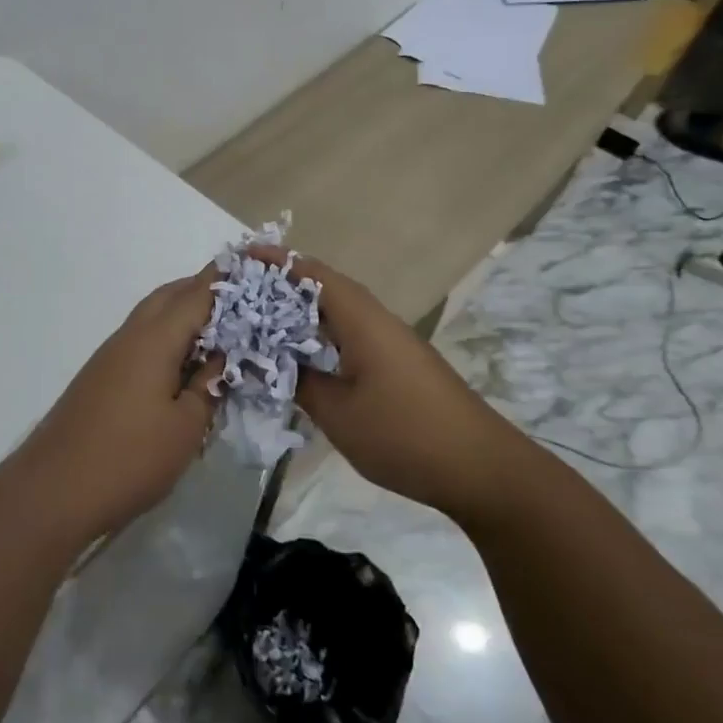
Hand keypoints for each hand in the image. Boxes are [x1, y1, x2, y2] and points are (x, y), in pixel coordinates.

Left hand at [13, 266, 223, 544]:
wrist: (52, 491)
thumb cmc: (128, 459)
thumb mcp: (185, 428)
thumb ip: (208, 386)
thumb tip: (221, 360)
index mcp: (155, 339)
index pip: (198, 294)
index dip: (228, 279)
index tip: (258, 268)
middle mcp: (130, 335)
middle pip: (170, 296)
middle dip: (205, 290)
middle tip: (243, 301)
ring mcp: (111, 355)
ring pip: (152, 316)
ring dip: (184, 313)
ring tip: (220, 331)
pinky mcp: (101, 375)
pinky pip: (142, 339)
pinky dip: (167, 336)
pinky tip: (183, 362)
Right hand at [247, 246, 521, 521]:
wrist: (480, 467)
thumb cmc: (404, 434)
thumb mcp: (338, 413)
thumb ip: (301, 381)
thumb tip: (273, 361)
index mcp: (362, 320)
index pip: (313, 275)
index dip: (277, 262)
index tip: (242, 255)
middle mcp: (378, 320)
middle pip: (326, 289)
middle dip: (284, 285)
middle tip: (241, 293)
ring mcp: (392, 342)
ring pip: (339, 313)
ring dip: (303, 312)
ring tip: (262, 321)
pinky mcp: (400, 364)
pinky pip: (352, 335)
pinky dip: (322, 336)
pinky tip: (304, 356)